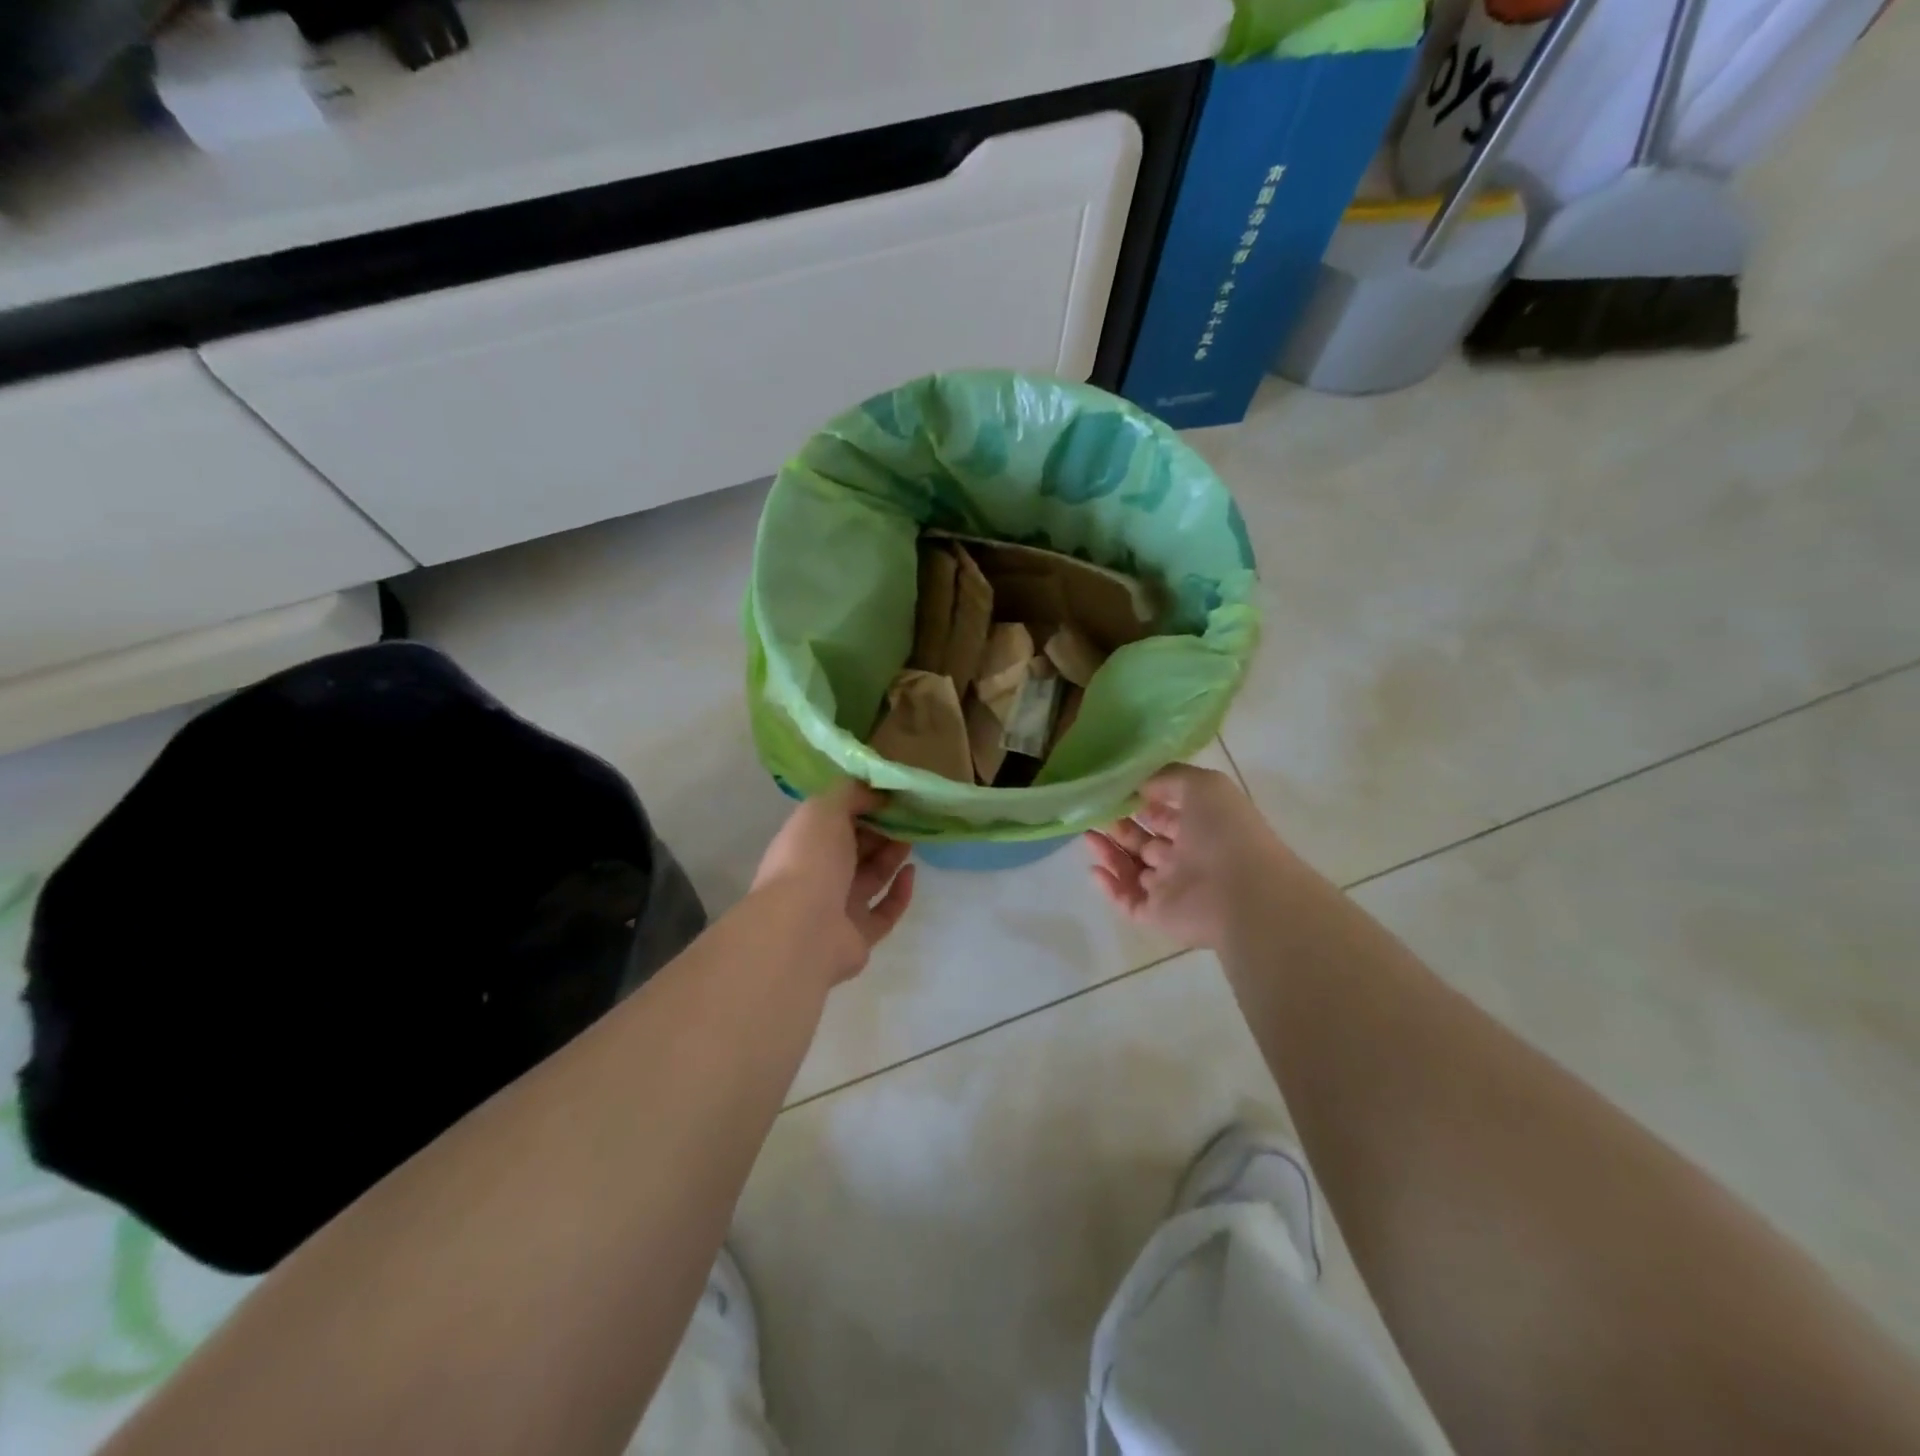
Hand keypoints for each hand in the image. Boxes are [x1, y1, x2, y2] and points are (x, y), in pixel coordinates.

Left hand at [752, 781, 915, 984]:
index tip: (889, 796)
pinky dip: (900, 892)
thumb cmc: (810, 858)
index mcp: (804, 845)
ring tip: (914, 837)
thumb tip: (877, 793)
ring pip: (871, 878)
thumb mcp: (825, 808)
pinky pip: (884, 912)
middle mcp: (818, 876)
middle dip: (880, 831)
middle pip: (855, 849)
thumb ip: (851, 793)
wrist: (803, 927)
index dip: (861, 807)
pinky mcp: (859, 936)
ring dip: (892, 856)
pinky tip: (911, 872)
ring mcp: (837, 909)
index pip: (834, 822)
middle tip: (908, 815)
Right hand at [1085, 764, 1290, 949]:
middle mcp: (1186, 857)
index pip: (1164, 814)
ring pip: (1132, 869)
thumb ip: (1168, 777)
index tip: (1113, 791)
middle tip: (1093, 812)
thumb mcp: (1203, 785)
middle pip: (1144, 841)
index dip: (1140, 802)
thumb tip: (1138, 785)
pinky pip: (1127, 900)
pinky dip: (1109, 886)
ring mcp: (1171, 887)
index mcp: (1201, 826)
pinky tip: (1094, 868)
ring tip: (1087, 835)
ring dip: (1108, 852)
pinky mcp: (1157, 914)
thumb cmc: (1225, 833)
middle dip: (1119, 826)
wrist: (1243, 894)